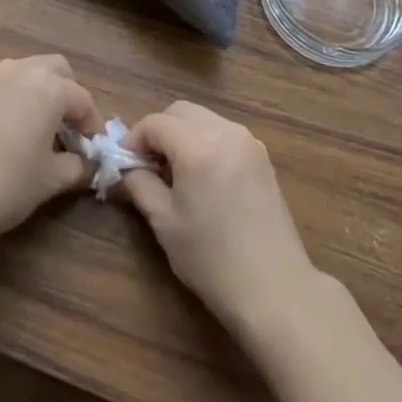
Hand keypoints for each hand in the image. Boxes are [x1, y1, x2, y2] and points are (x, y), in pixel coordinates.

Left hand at [0, 55, 100, 257]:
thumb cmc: (4, 185)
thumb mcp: (49, 182)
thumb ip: (77, 168)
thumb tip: (89, 165)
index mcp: (49, 87)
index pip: (82, 99)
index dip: (92, 124)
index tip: (93, 150)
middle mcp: (21, 70)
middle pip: (56, 70)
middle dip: (67, 95)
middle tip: (67, 131)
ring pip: (26, 73)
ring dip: (38, 94)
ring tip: (37, 132)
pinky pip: (1, 85)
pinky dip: (12, 100)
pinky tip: (5, 134)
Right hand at [117, 102, 321, 336]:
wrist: (275, 289)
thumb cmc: (212, 260)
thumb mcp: (165, 223)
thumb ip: (141, 184)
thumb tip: (128, 166)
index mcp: (198, 146)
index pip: (156, 122)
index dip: (135, 138)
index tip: (126, 163)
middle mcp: (225, 132)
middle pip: (181, 111)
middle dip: (159, 130)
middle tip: (147, 164)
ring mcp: (248, 141)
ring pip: (204, 118)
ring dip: (183, 134)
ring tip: (174, 172)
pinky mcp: (262, 156)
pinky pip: (224, 132)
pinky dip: (206, 141)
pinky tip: (203, 177)